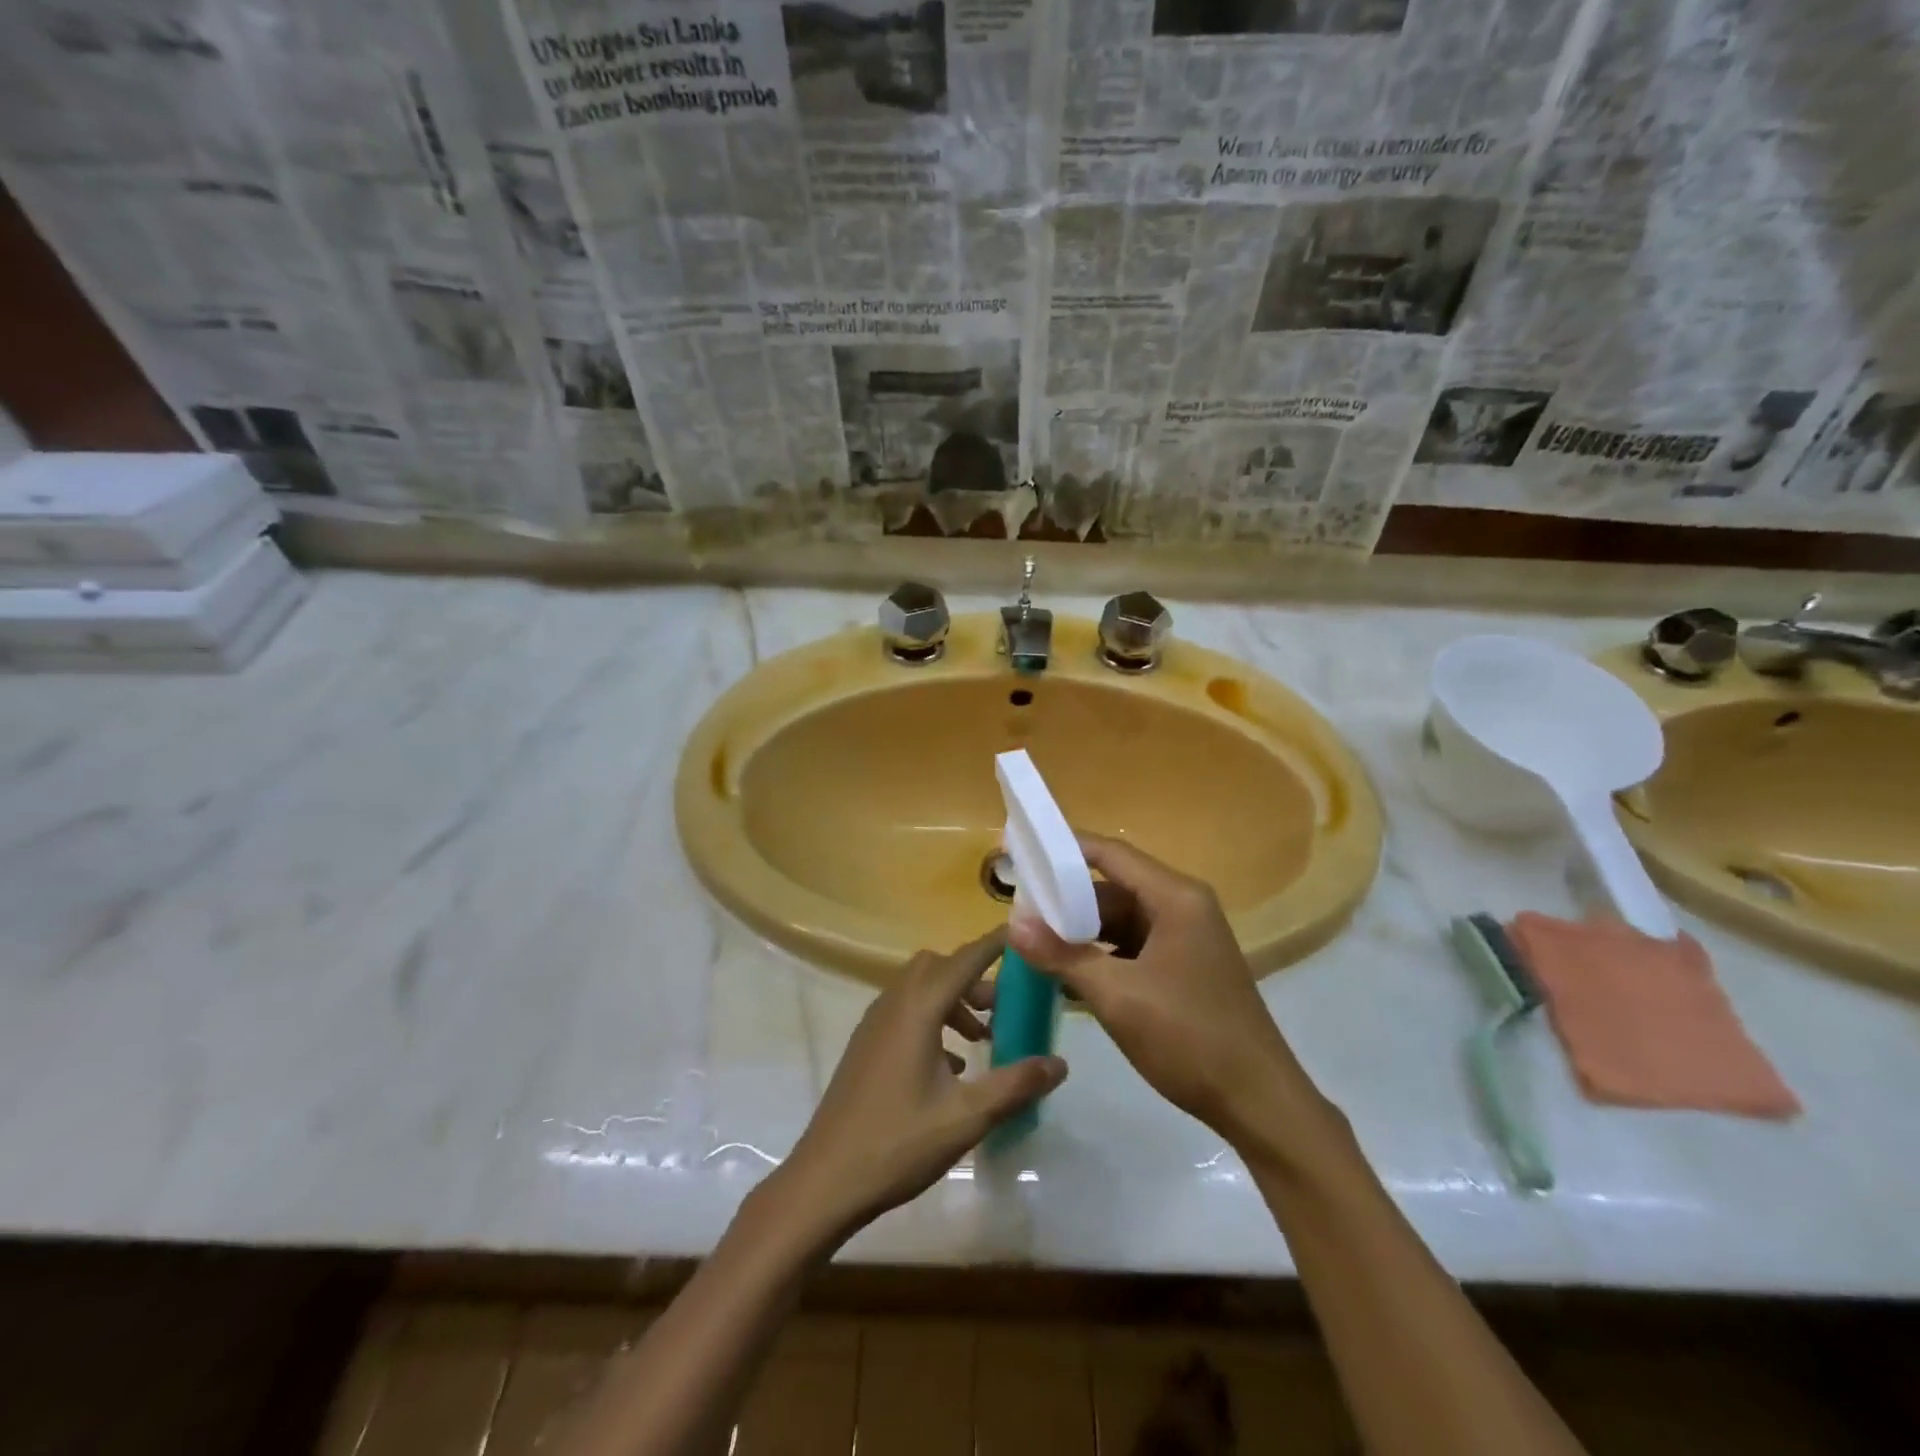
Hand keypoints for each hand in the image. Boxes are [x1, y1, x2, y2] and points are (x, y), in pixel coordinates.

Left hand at [773, 928, 1067, 1243]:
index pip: (965, 959)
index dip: (995, 944)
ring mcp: (875, 1023)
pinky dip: (934, 1019)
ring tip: (984, 1040)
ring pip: (921, 989)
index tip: (1024, 934)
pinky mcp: (866, 1044)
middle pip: (940, 967)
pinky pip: (906, 1011)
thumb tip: (1060, 1063)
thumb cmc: (898, 1143)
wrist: (826, 1179)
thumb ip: (1015, 1085)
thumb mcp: (966, 1117)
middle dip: (975, 978)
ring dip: (954, 1001)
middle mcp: (894, 1003)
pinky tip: (952, 1066)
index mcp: (918, 1008)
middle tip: (1005, 1007)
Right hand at [1010, 835, 1314, 1140]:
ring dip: (1080, 932)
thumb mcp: (1117, 996)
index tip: (1018, 849)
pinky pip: (1132, 946)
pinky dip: (1101, 955)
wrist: (1258, 1103)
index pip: (1109, 854)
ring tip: (1033, 944)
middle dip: (1065, 900)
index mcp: (1175, 898)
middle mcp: (1183, 907)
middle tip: (1017, 912)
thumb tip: (1012, 925)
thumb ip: (1063, 956)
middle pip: (1112, 887)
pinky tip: (1067, 975)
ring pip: (1120, 920)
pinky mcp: (1183, 967)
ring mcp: (1185, 938)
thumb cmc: (1190, 1038)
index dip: (1062, 849)